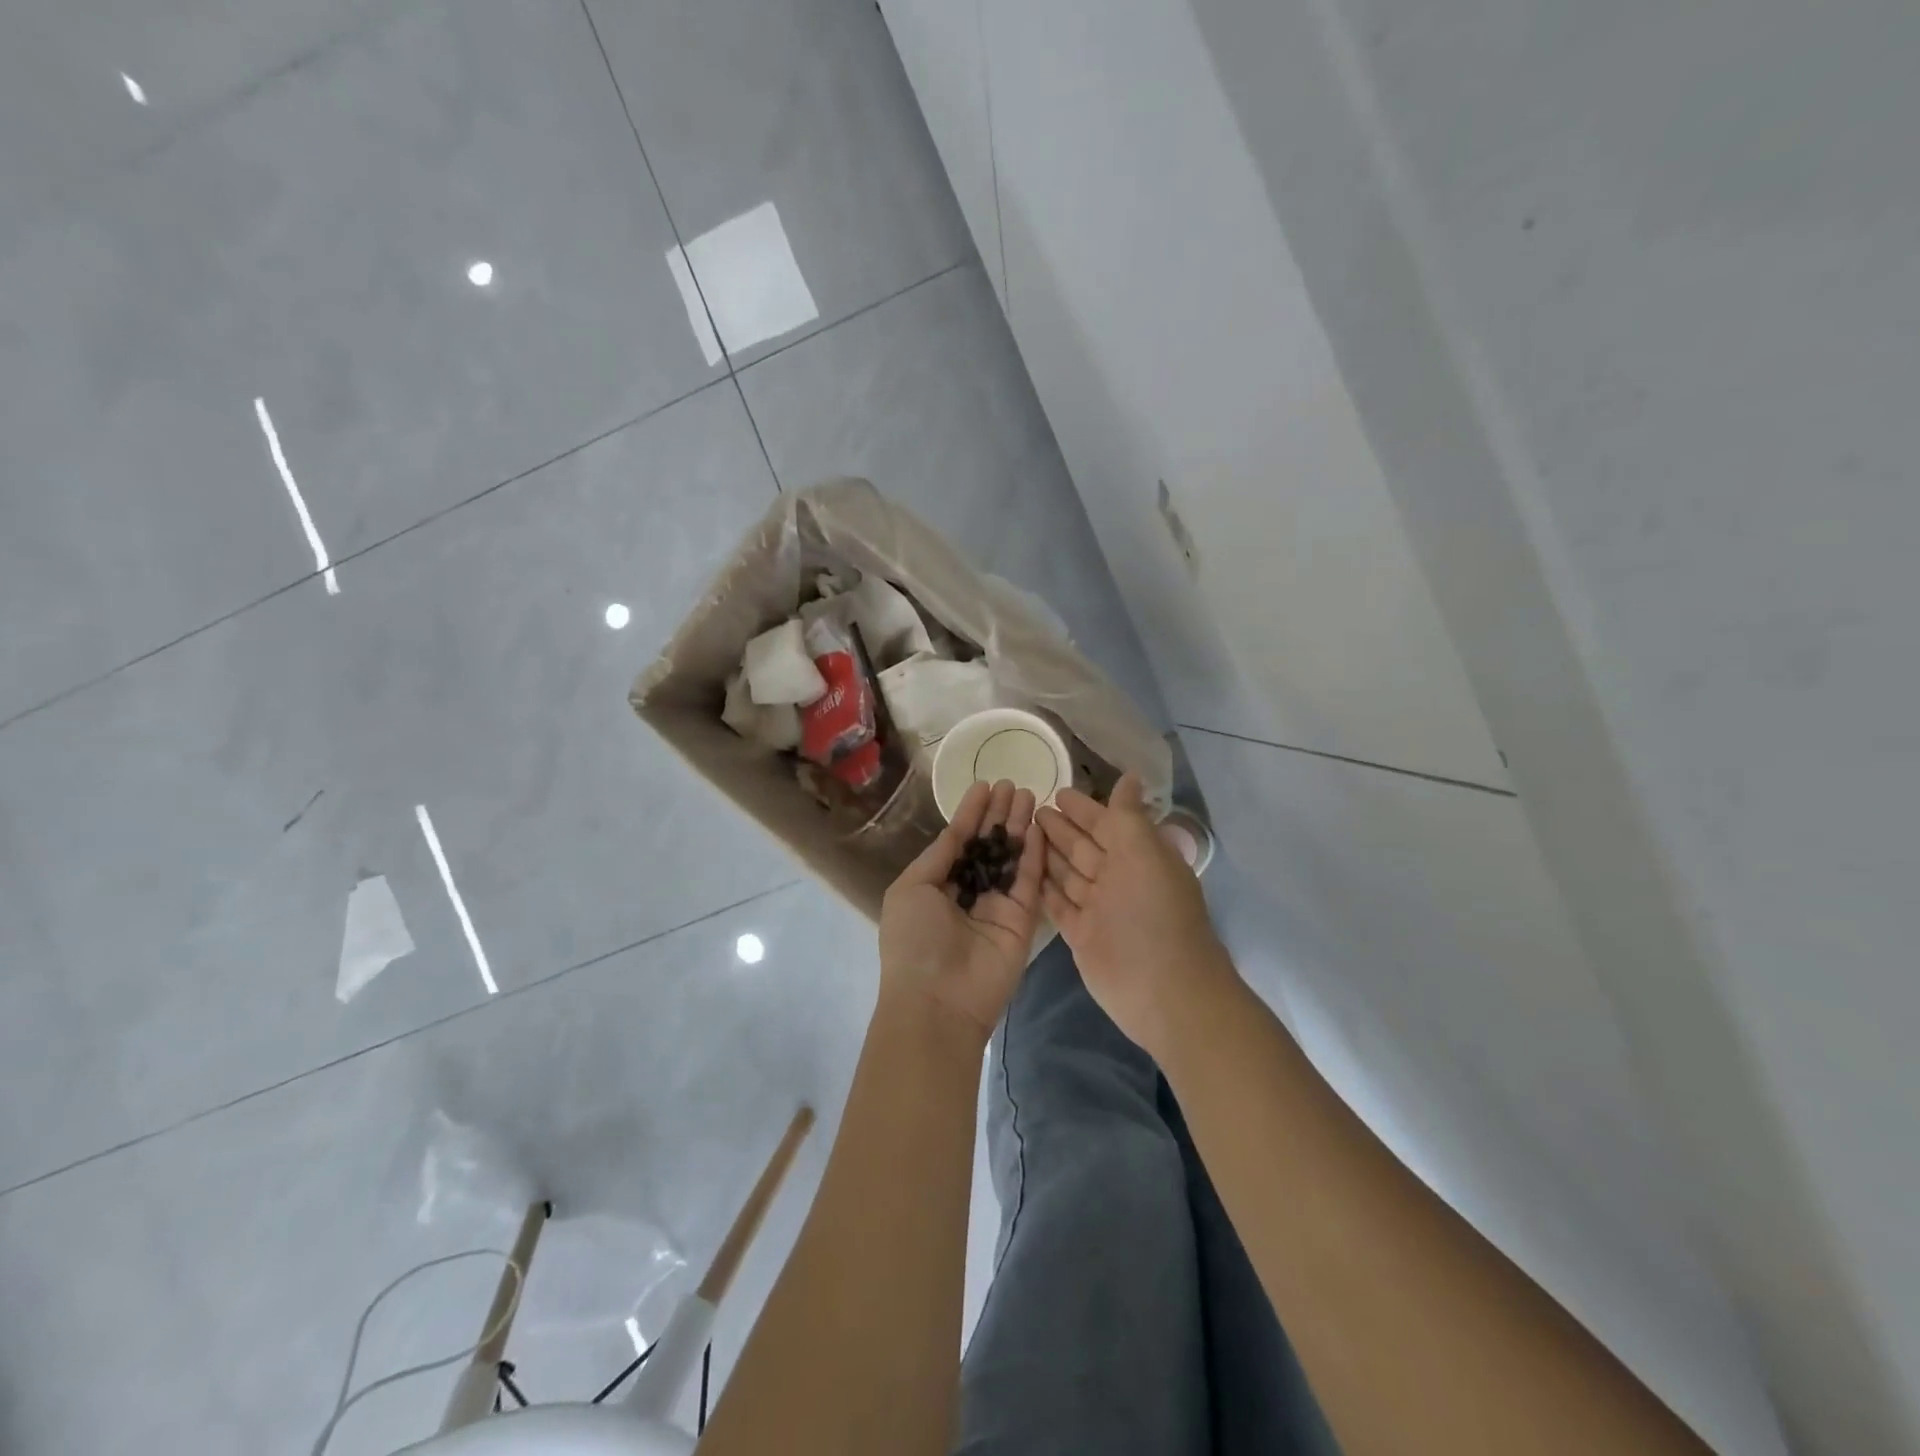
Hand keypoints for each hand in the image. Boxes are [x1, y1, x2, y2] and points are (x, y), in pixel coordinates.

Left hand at [879, 779, 1045, 1040]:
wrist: (938, 1001)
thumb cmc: (914, 941)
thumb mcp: (911, 888)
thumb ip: (938, 857)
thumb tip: (956, 830)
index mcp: (937, 885)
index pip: (959, 841)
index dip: (972, 813)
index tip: (986, 785)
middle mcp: (968, 892)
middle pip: (988, 845)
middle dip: (999, 815)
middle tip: (1014, 784)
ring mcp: (997, 906)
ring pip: (1011, 858)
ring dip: (1019, 827)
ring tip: (1028, 794)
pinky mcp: (1022, 921)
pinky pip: (1029, 881)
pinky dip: (1034, 853)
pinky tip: (1038, 826)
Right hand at [1036, 773, 1235, 1058]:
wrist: (1164, 992)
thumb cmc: (1154, 913)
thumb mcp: (1144, 853)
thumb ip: (1128, 816)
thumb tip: (1131, 777)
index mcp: (1139, 856)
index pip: (1107, 823)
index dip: (1084, 808)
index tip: (1057, 791)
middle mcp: (1119, 879)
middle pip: (1084, 847)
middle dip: (1061, 828)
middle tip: (1031, 809)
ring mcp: (1100, 909)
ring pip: (1069, 874)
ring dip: (1049, 854)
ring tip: (1022, 833)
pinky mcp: (1082, 936)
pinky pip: (1059, 904)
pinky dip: (1045, 888)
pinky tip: (1025, 872)